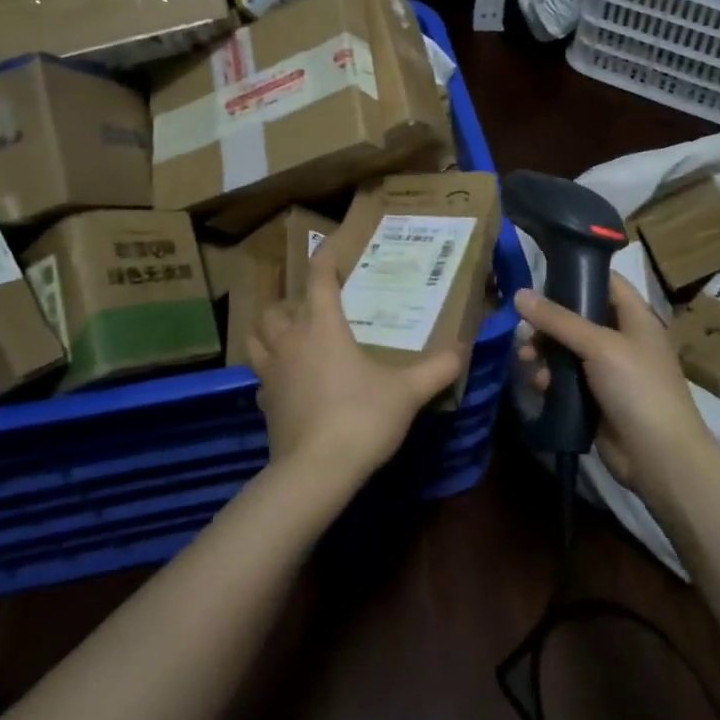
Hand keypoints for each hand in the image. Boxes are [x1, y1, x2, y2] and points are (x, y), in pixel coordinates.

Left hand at [249, 242, 464, 498]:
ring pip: (256, 338)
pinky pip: (261, 376)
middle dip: (290, 302)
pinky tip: (289, 382)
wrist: (316, 472)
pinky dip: (270, 371)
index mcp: (323, 327)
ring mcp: (272, 373)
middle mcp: (291, 342)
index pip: (319, 280)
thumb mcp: (407, 392)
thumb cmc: (361, 418)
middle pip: (276, 309)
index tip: (328, 247)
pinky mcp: (264, 404)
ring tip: (288, 336)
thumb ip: (436, 369)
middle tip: (311, 308)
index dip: (323, 260)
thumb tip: (463, 349)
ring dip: (268, 331)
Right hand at [514, 274, 715, 495]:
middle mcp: (622, 339)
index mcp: (635, 318)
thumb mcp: (599, 345)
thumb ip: (558, 319)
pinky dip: (550, 378)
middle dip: (549, 321)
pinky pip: (566, 379)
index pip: (607, 282)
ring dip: (544, 351)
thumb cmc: (637, 387)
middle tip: (524, 328)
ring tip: (526, 358)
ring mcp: (609, 371)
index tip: (543, 274)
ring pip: (568, 349)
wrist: (659, 457)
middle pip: (579, 317)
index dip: (578, 274)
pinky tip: (538, 385)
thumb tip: (519, 294)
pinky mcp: (595, 399)